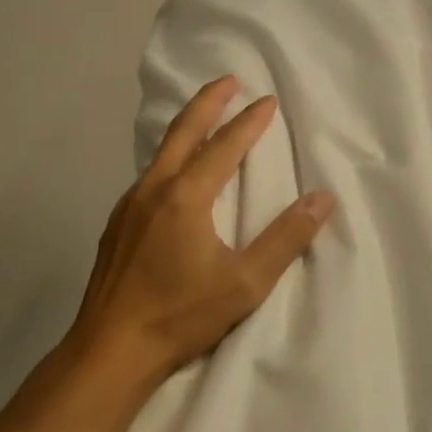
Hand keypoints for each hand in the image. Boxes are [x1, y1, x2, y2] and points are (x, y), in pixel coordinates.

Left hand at [71, 76, 334, 389]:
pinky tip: (174, 175)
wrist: (110, 350)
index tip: (268, 100)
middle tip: (228, 80)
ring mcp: (128, 207)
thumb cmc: (180, 315)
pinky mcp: (116, 226)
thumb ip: (285, 239)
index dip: (249, 122)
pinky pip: (148, 176)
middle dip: (207, 102)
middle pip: (183, 132)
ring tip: (204, 119)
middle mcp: (153, 190)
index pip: (224, 147)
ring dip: (186, 128)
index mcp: (186, 197)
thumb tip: (322, 200)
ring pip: (161, 153)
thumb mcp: (245, 283)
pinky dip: (169, 158)